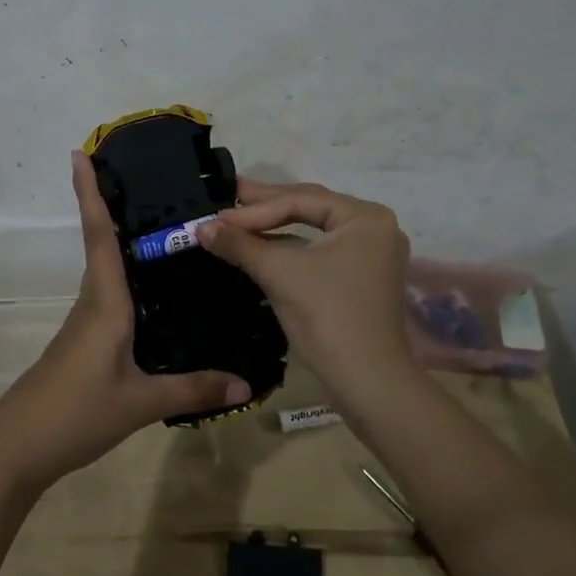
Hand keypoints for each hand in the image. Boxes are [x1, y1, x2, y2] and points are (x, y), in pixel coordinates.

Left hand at [0, 152, 250, 489]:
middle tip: (146, 177)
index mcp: (105, 302)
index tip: (80, 153)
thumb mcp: (140, 402)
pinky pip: (111, 296)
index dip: (90, 193)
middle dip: (111, 205)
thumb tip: (247, 384)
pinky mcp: (87, 342)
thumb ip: (194, 389)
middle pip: (101, 243)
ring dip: (119, 239)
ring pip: (106, 270)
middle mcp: (94, 302)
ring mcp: (86, 323)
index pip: (99, 235)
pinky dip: (127, 278)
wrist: (18, 447)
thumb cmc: (76, 412)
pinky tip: (153, 290)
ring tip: (162, 224)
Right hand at [199, 179, 415, 400]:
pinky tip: (261, 246)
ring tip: (238, 218)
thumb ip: (240, 244)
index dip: (254, 208)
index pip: (300, 200)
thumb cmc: (327, 316)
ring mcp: (370, 255)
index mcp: (364, 217)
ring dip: (274, 227)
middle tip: (229, 195)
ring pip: (313, 231)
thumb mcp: (279, 273)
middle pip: (310, 208)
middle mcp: (374, 228)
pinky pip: (319, 252)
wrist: (366, 380)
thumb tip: (201, 227)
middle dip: (266, 207)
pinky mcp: (361, 279)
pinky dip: (289, 248)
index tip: (216, 216)